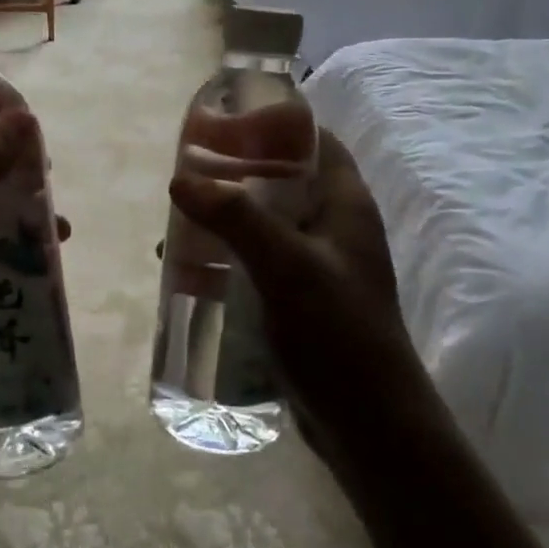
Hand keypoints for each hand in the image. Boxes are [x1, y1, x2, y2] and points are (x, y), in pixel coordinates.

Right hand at [168, 129, 424, 470]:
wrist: (370, 425)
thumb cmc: (337, 332)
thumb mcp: (286, 265)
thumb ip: (235, 218)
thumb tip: (181, 179)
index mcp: (345, 204)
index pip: (314, 142)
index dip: (274, 124)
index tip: (225, 122)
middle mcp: (333, 228)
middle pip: (282, 180)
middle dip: (235, 174)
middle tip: (188, 173)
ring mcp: (317, 266)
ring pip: (264, 222)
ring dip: (224, 218)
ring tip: (178, 221)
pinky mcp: (299, 300)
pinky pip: (257, 262)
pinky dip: (226, 256)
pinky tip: (190, 268)